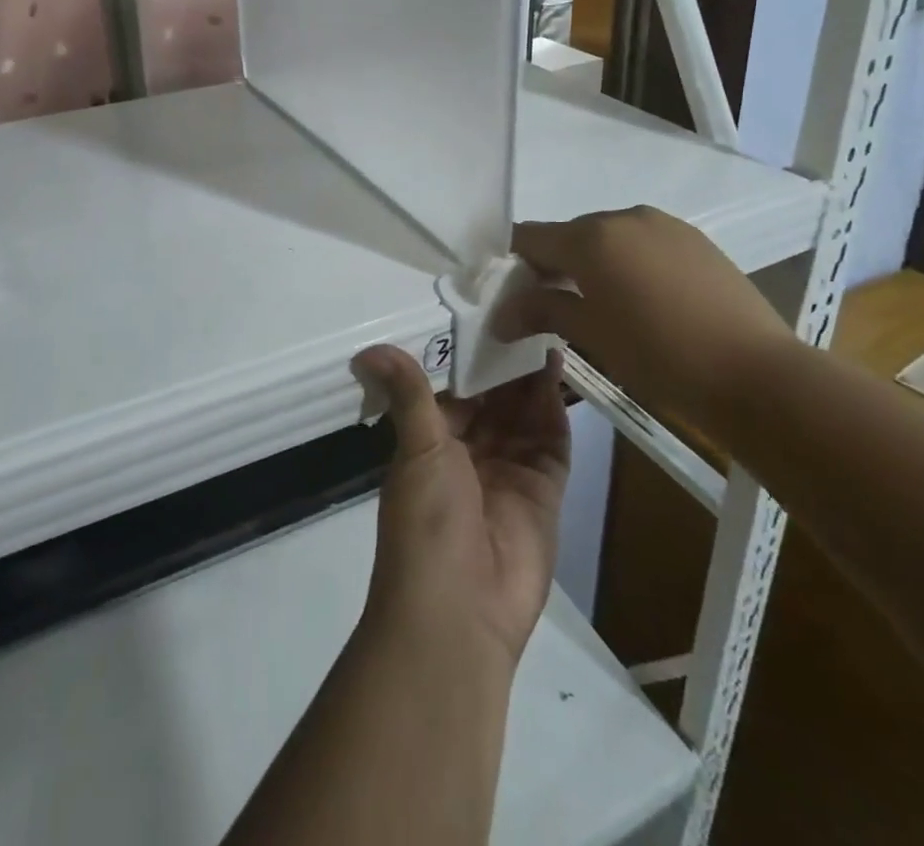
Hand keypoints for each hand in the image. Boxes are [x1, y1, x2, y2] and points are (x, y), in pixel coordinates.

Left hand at [353, 345, 569, 668]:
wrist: (460, 612)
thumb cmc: (427, 521)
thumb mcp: (416, 450)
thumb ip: (408, 395)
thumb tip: (367, 350)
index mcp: (434, 444)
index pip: (456, 391)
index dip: (468, 357)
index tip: (482, 315)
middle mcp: (472, 454)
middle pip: (495, 399)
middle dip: (506, 363)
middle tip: (523, 311)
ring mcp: (510, 472)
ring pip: (525, 414)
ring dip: (532, 377)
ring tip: (543, 325)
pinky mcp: (545, 490)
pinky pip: (552, 440)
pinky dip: (554, 407)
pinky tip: (556, 367)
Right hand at [494, 206, 795, 430]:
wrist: (756, 374)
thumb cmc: (659, 355)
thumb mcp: (591, 334)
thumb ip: (542, 311)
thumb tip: (501, 315)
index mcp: (590, 237)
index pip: (530, 237)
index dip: (514, 263)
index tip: (512, 295)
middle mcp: (623, 217)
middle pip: (570, 235)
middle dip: (554, 265)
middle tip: (554, 308)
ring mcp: (664, 225)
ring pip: (609, 238)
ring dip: (594, 264)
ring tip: (604, 308)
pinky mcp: (696, 240)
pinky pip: (644, 244)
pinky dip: (630, 264)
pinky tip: (646, 302)